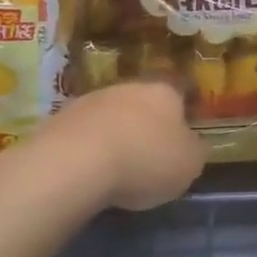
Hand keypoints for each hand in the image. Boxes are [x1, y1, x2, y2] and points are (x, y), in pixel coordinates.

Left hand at [39, 79, 207, 211]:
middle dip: (148, 123)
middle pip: (144, 101)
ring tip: (119, 165)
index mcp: (165, 92)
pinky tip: (90, 170)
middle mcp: (129, 86)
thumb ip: (195, 151)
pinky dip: (90, 147)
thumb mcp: (189, 165)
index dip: (186, 110)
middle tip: (152, 152)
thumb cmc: (145, 160)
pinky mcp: (61, 118)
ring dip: (117, 133)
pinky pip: (85, 132)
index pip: (182, 91)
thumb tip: (193, 144)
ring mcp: (92, 99)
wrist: (75, 162)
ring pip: (112, 114)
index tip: (188, 130)